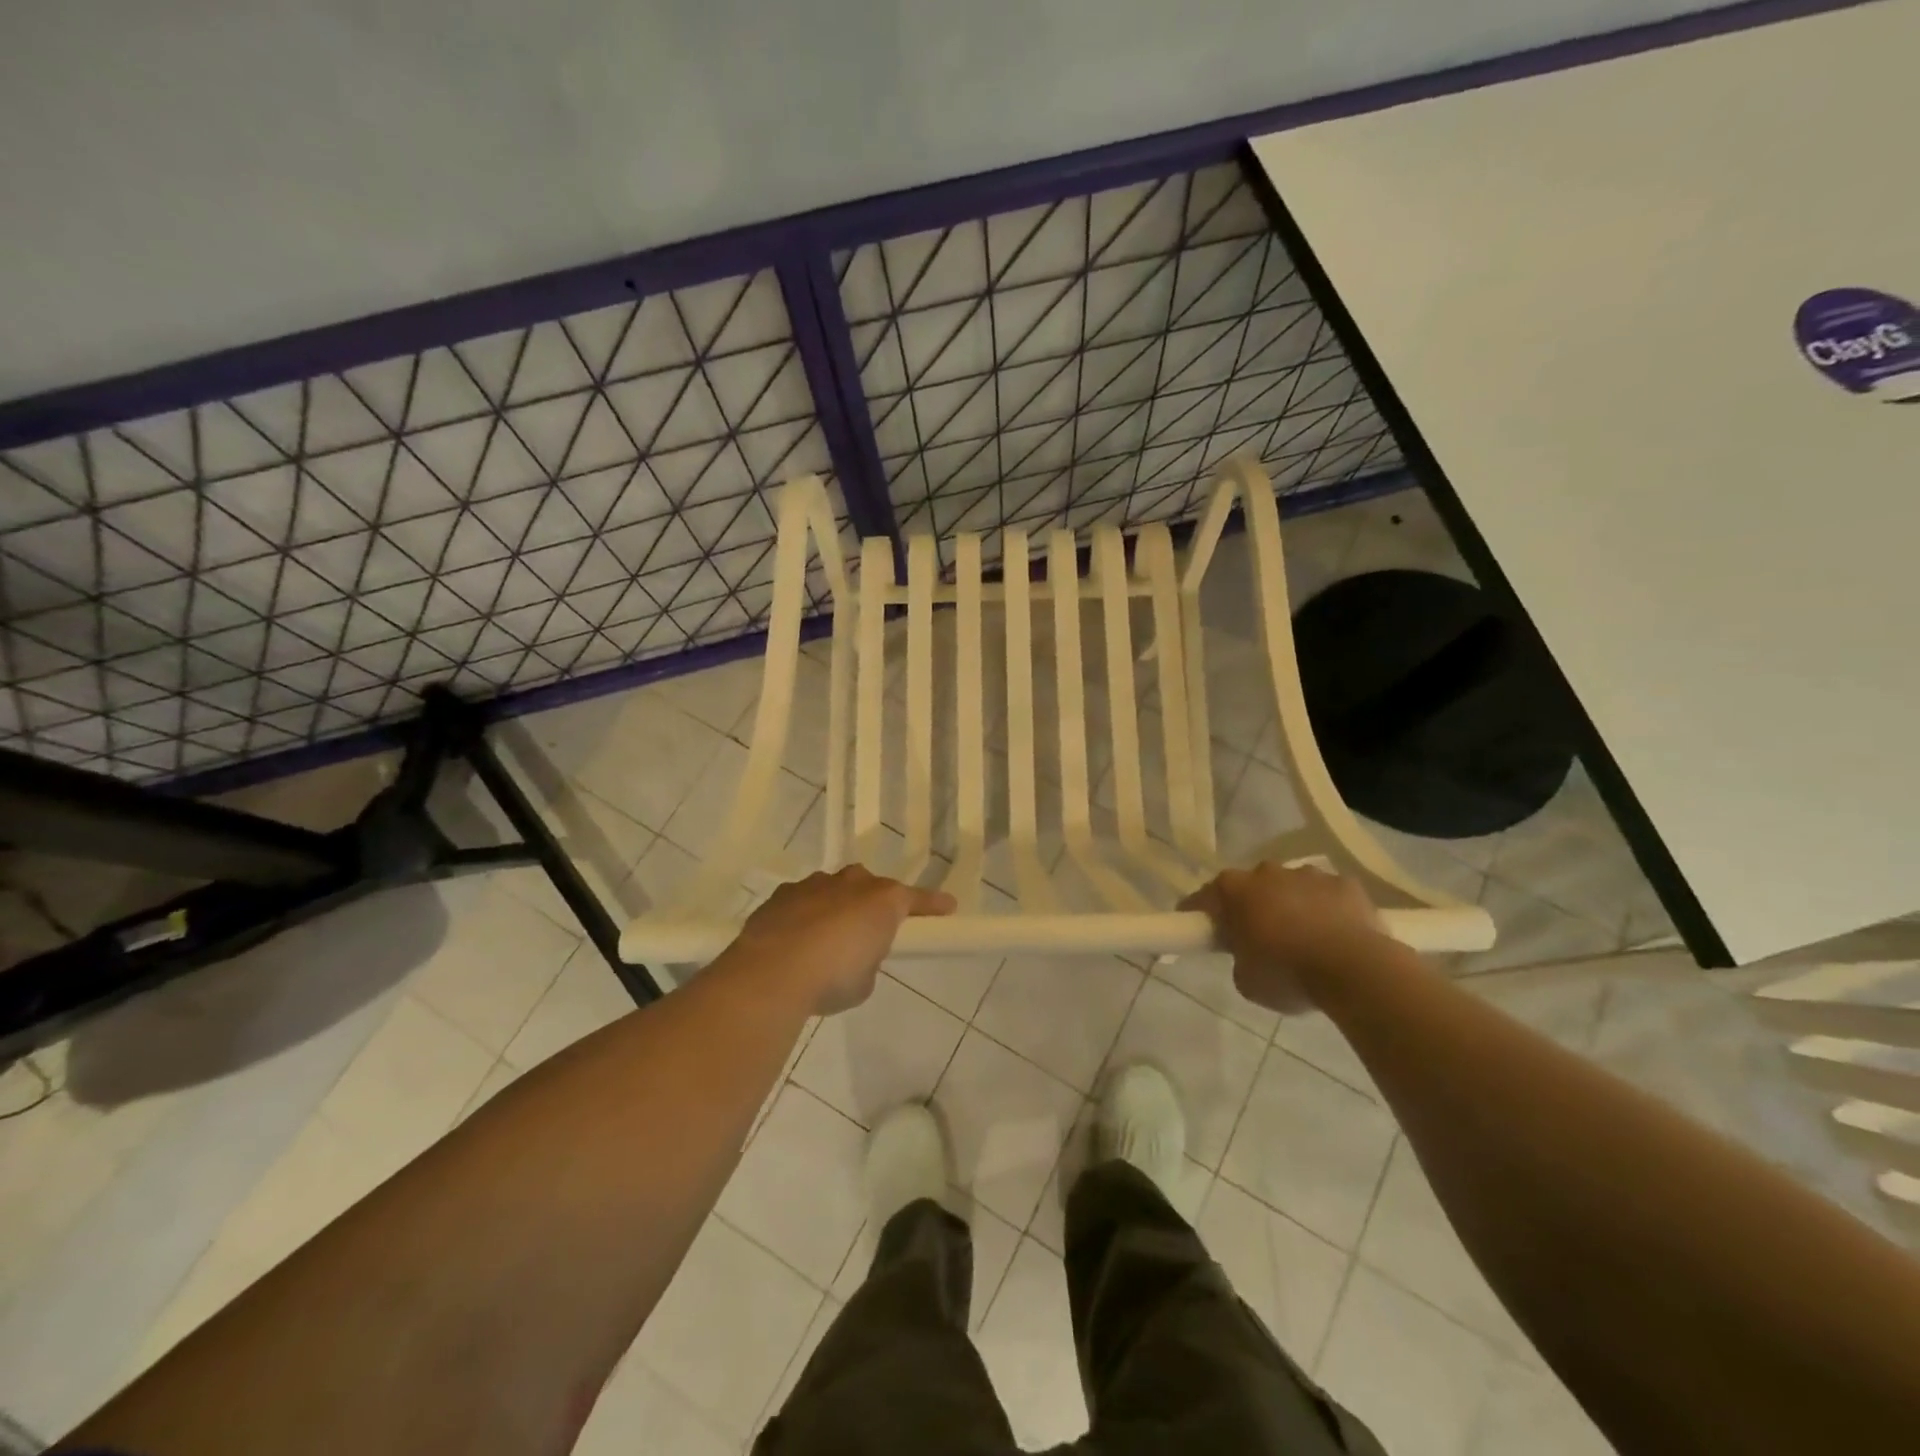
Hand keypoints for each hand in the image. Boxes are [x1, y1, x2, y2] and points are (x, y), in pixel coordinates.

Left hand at [728, 866, 956, 1014]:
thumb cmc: (833, 977)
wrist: (772, 972)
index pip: (916, 899)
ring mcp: (813, 885)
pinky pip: (802, 901)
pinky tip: (795, 941)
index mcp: (882, 900)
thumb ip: (868, 961)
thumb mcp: (865, 980)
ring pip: (833, 889)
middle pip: (870, 887)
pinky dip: (804, 916)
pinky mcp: (782, 895)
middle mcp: (851, 883)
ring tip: (826, 940)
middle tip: (870, 931)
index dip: (933, 905)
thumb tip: (855, 957)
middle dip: (872, 904)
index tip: (948, 907)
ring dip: (836, 908)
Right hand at [1181, 863, 1385, 1011]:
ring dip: (1291, 905)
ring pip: (1291, 887)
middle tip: (1256, 936)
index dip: (1198, 913)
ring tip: (1302, 937)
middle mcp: (1267, 872)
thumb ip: (1240, 958)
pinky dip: (1327, 909)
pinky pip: (1329, 895)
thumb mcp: (1246, 980)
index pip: (1204, 898)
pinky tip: (1336, 934)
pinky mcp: (1346, 884)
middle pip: (1250, 886)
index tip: (1198, 929)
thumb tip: (1250, 953)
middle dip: (1251, 905)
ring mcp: (1309, 874)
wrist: (1355, 970)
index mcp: (1235, 890)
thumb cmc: (1288, 974)